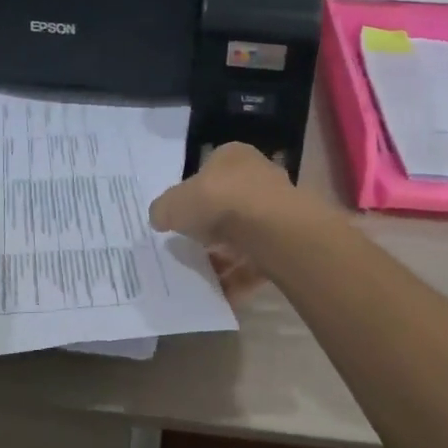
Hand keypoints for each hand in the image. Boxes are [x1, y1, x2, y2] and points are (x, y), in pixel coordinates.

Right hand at [149, 143, 302, 300]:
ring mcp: (277, 208)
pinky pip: (259, 260)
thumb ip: (163, 209)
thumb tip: (160, 217)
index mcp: (232, 157)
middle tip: (191, 247)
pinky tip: (223, 291)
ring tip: (204, 274)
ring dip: (226, 256)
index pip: (210, 173)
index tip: (181, 219)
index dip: (193, 196)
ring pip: (245, 234)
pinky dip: (242, 275)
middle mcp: (259, 176)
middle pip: (229, 204)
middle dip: (211, 228)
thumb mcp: (173, 203)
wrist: (270, 229)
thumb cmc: (218, 201)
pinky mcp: (287, 239)